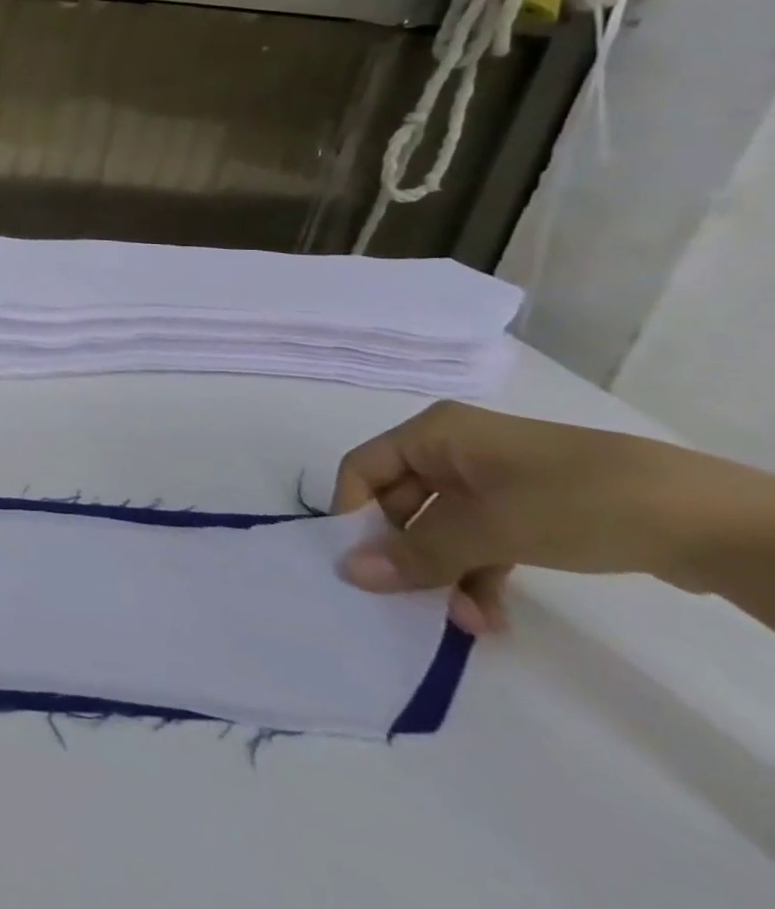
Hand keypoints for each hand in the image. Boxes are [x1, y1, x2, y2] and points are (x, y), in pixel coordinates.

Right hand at [330, 401, 774, 634]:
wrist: (709, 519)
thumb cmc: (574, 501)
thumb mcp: (490, 528)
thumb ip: (417, 553)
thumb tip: (348, 572)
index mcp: (432, 434)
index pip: (363, 469)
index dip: (354, 514)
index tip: (361, 567)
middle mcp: (453, 450)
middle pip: (402, 502)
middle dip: (409, 556)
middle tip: (415, 605)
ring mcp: (493, 480)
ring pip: (443, 528)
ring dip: (446, 574)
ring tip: (469, 624)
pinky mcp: (529, 511)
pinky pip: (481, 541)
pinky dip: (479, 575)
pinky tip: (492, 616)